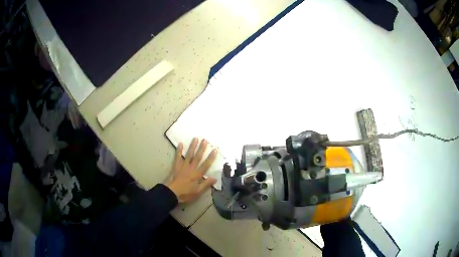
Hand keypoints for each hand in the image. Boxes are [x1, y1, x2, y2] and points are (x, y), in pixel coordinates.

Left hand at [165, 138, 216, 202]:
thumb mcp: (198, 191)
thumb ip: (206, 184)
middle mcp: (191, 168)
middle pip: (197, 157)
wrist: (171, 192)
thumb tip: (215, 178)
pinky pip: (178, 157)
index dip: (210, 158)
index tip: (214, 150)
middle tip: (204, 140)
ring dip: (192, 147)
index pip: (205, 165)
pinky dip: (179, 150)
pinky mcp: (176, 166)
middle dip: (201, 148)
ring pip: (189, 155)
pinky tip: (180, 144)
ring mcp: (183, 166)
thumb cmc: (185, 193)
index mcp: (197, 175)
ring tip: (195, 139)